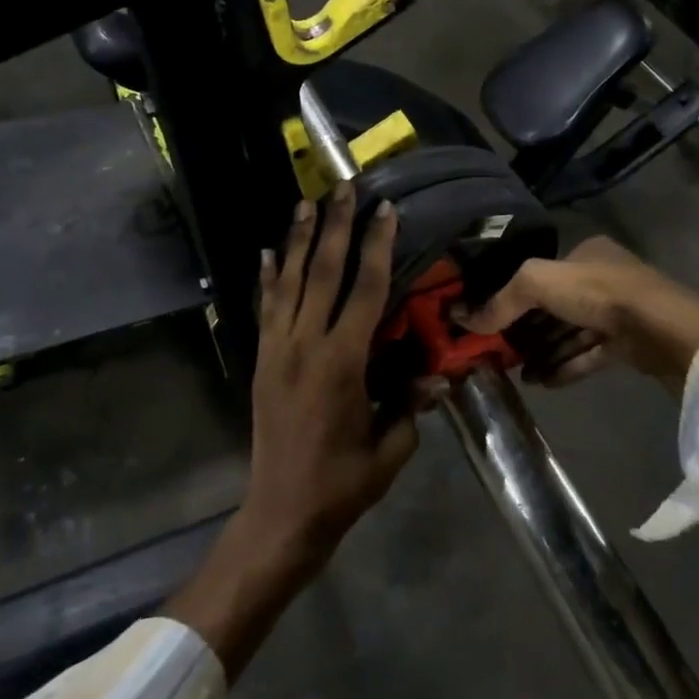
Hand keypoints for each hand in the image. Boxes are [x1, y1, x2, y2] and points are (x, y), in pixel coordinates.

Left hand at [245, 184, 418, 568]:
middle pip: (322, 273)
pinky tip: (269, 252)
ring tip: (305, 202)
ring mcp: (278, 350)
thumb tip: (436, 374)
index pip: (364, 290)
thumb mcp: (390, 448)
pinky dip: (268, 278)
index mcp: (342, 363)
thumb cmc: (343, 483)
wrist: (282, 512)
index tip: (383, 210)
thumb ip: (411, 404)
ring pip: (289, 282)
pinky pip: (265, 309)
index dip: (376, 247)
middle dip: (334, 227)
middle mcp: (305, 345)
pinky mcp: (262, 361)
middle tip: (343, 187)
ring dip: (299, 240)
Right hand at [459, 237, 698, 390]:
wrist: (661, 328)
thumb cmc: (598, 293)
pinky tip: (544, 382)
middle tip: (503, 353)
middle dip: (529, 331)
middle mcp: (603, 278)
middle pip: (555, 307)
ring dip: (545, 353)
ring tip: (520, 375)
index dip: (515, 298)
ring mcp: (619, 312)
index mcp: (585, 253)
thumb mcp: (538, 284)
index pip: (542, 275)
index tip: (492, 322)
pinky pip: (589, 354)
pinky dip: (566, 366)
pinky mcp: (629, 343)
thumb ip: (502, 300)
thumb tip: (463, 317)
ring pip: (572, 333)